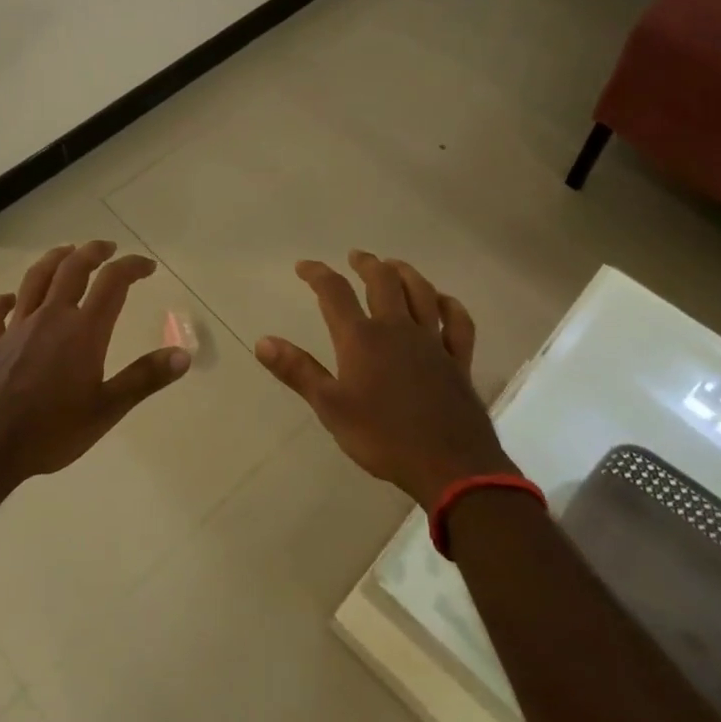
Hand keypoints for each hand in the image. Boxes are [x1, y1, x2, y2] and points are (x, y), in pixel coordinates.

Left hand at [0, 240, 191, 486]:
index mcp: (83, 331)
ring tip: (66, 251)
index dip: (132, 267)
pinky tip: (10, 299)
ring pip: (35, 280)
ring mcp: (15, 328)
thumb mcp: (107, 410)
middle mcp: (50, 318)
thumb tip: (183, 355)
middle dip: (93, 252)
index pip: (113, 283)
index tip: (147, 266)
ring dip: (53, 260)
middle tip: (108, 248)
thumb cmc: (52, 431)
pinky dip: (3, 300)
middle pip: (72, 269)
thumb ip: (145, 379)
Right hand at [253, 251, 511, 505]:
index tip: (304, 266)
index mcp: (362, 338)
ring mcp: (433, 342)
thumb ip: (298, 371)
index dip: (317, 274)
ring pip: (421, 293)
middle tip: (356, 256)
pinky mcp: (458, 360)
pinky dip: (450, 306)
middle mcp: (397, 329)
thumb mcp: (330, 407)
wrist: (450, 465)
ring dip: (406, 273)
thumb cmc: (382, 437)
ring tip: (394, 265)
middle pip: (383, 281)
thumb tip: (262, 341)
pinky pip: (458, 323)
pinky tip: (443, 301)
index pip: (334, 293)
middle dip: (367, 264)